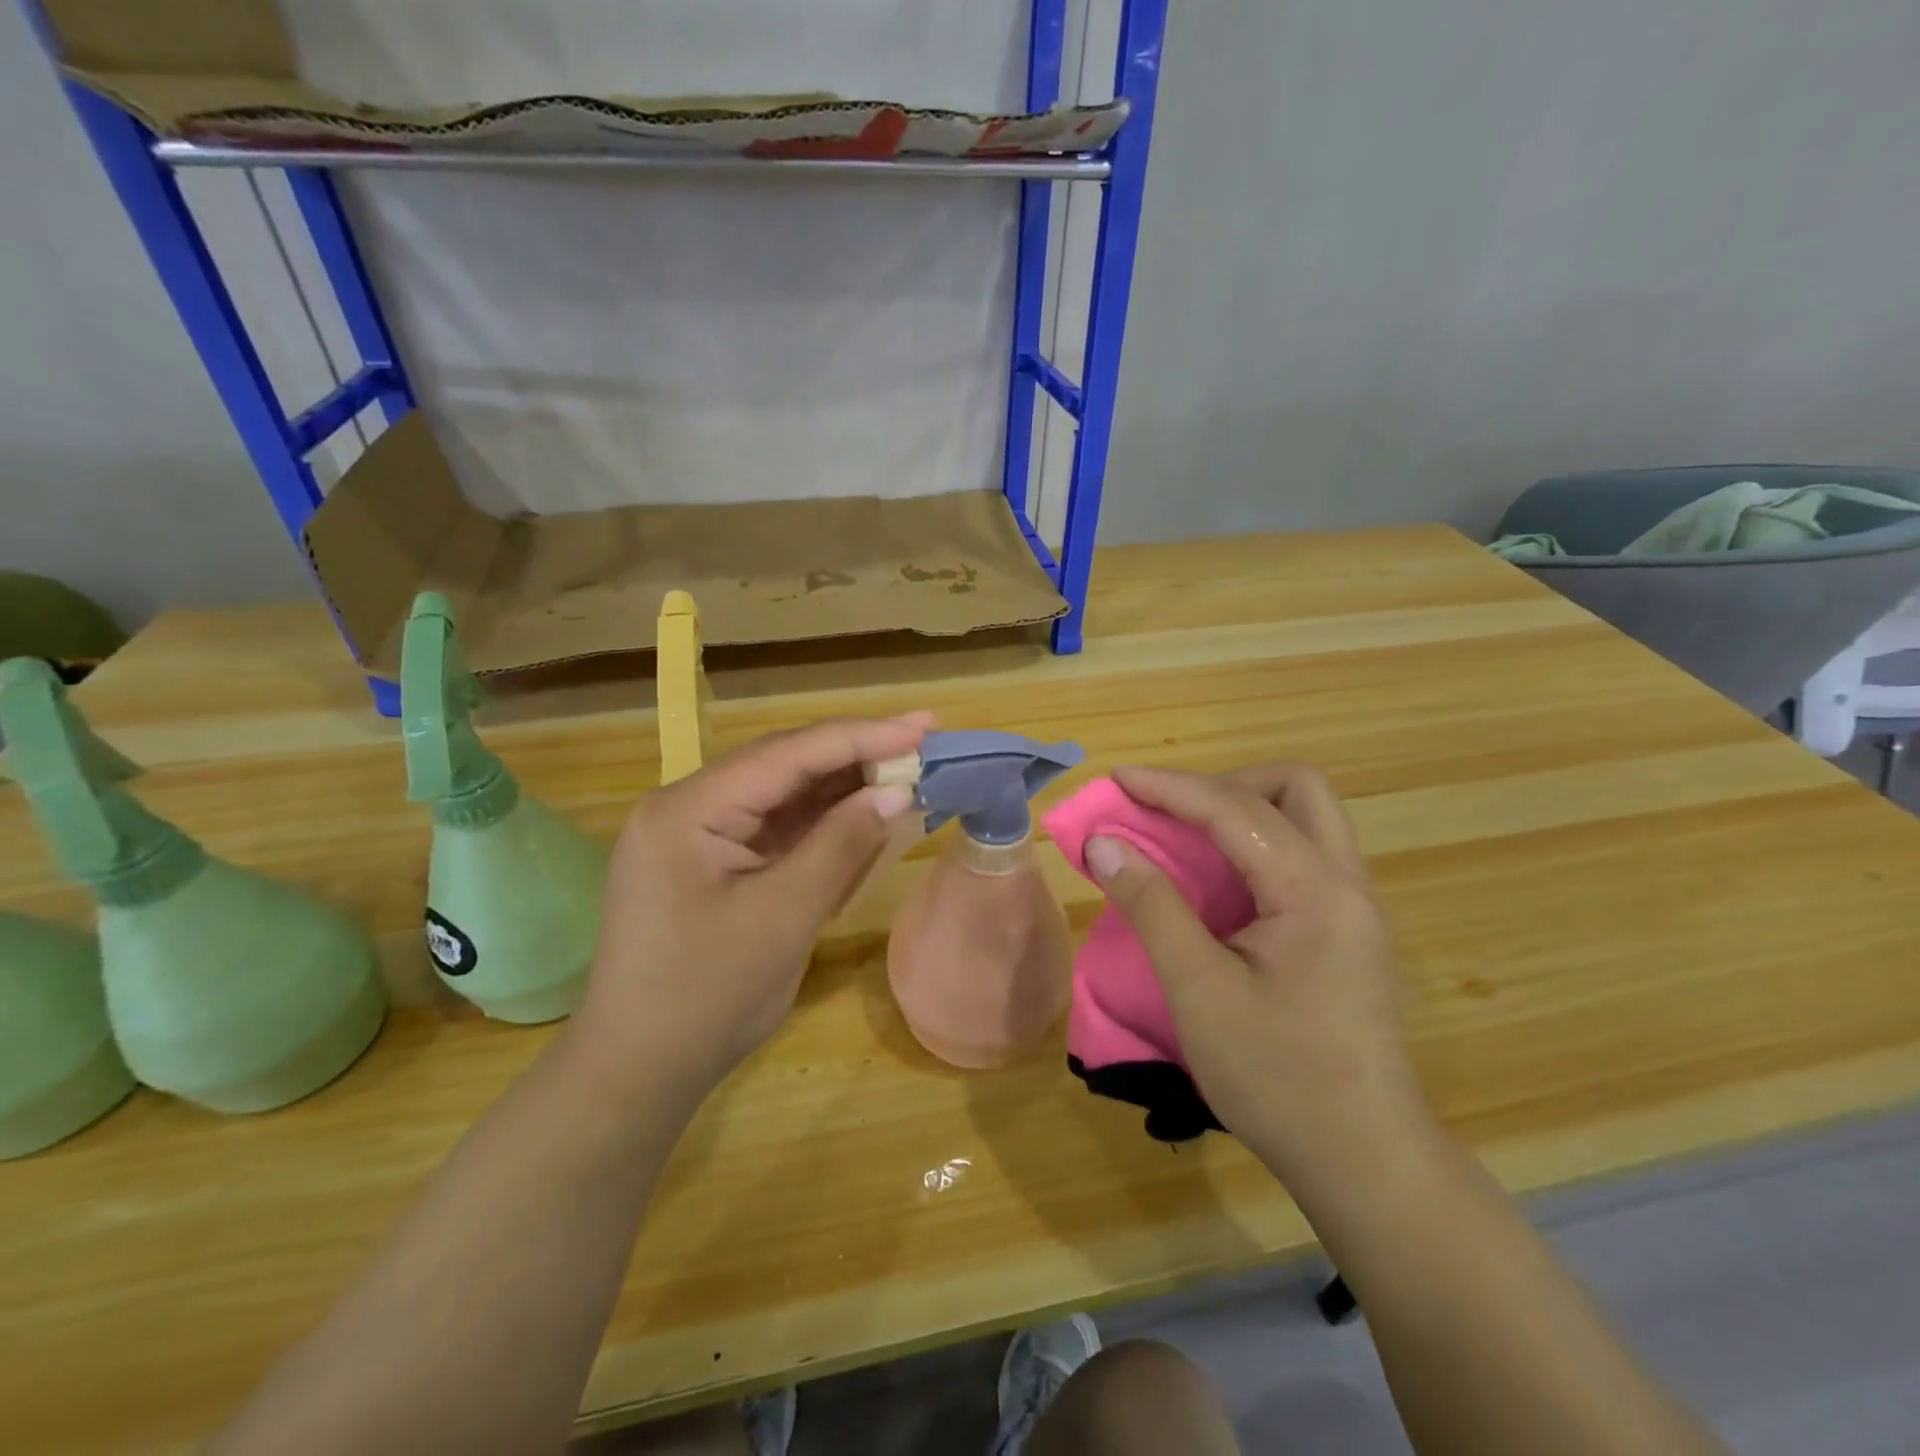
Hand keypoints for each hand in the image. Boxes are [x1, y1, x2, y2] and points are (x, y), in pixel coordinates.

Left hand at [567, 714, 929, 1103]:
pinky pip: (780, 828)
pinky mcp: (718, 862)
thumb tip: (897, 792)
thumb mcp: (782, 918)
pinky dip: (826, 822)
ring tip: (908, 770)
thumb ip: (840, 846)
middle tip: (924, 739)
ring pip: (786, 794)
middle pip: (785, 764)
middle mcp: (689, 807)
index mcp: (688, 809)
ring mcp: (702, 835)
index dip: (859, 737)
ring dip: (845, 786)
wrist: (641, 1072)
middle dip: (856, 753)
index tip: (921, 728)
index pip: (786, 755)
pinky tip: (867, 812)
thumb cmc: (706, 997)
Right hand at [1082, 763, 1435, 1199]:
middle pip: (1297, 787)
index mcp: (1315, 892)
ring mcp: (1355, 906)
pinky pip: (1303, 854)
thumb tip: (1103, 843)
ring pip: (1307, 817)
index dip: (1170, 788)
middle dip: (1226, 784)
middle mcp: (1347, 883)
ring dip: (1243, 810)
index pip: (1236, 810)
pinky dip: (1255, 844)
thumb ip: (1151, 905)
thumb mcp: (1198, 991)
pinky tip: (1220, 882)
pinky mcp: (1349, 930)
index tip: (1116, 778)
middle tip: (1171, 814)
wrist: (1365, 1162)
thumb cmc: (1277, 1078)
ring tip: (1186, 840)